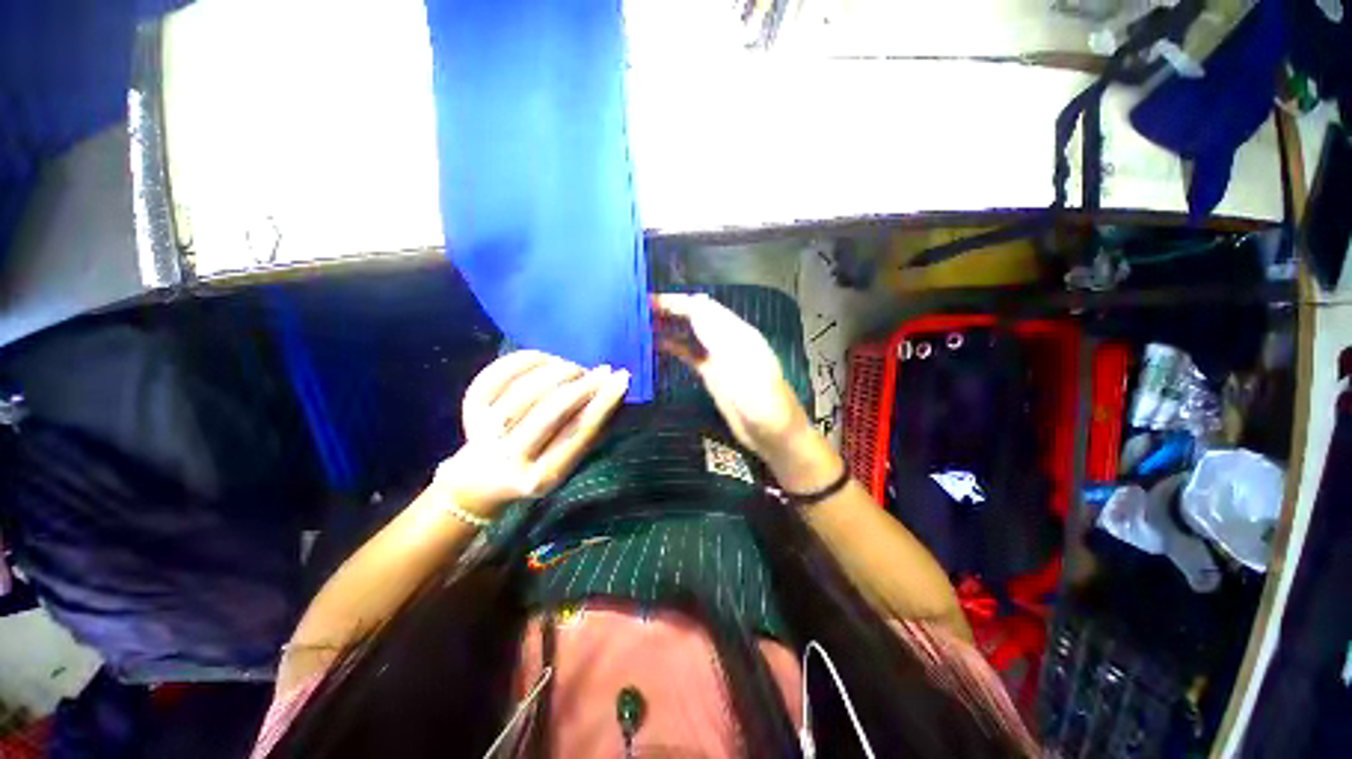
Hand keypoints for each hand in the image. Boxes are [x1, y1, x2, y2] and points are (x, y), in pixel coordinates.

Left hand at [436, 351, 629, 517]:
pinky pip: (498, 373)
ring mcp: (485, 432)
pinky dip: (527, 360)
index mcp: (542, 476)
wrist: (482, 479)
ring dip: (558, 371)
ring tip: (574, 368)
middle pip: (552, 411)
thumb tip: (614, 388)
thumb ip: (590, 429)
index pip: (579, 433)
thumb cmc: (538, 465)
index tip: (622, 379)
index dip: (604, 402)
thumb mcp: (567, 459)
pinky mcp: (470, 409)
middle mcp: (511, 458)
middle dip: (583, 385)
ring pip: (525, 390)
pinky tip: (547, 359)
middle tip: (602, 370)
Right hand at [652, 293, 814, 467]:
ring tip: (641, 325)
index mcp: (737, 333)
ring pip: (691, 334)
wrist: (774, 435)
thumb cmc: (764, 403)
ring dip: (669, 327)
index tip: (648, 301)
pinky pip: (690, 354)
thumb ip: (720, 335)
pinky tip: (656, 345)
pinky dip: (674, 346)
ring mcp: (719, 358)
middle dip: (670, 310)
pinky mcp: (712, 374)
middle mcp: (727, 340)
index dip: (677, 302)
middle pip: (695, 317)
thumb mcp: (743, 366)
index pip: (703, 308)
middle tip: (637, 311)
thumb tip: (695, 303)